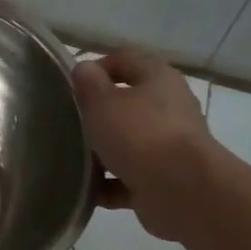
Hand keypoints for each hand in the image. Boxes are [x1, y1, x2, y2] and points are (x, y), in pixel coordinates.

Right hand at [72, 47, 217, 241]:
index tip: (71, 86)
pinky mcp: (165, 178)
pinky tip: (88, 191)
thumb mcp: (103, 103)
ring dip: (103, 151)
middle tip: (69, 123)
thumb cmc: (139, 135)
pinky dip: (110, 184)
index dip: (97, 66)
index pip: (125, 58)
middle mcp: (169, 107)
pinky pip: (130, 177)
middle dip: (98, 113)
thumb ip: (89, 84)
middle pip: (128, 102)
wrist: (181, 191)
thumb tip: (84, 69)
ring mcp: (170, 145)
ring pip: (129, 142)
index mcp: (158, 78)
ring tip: (73, 159)